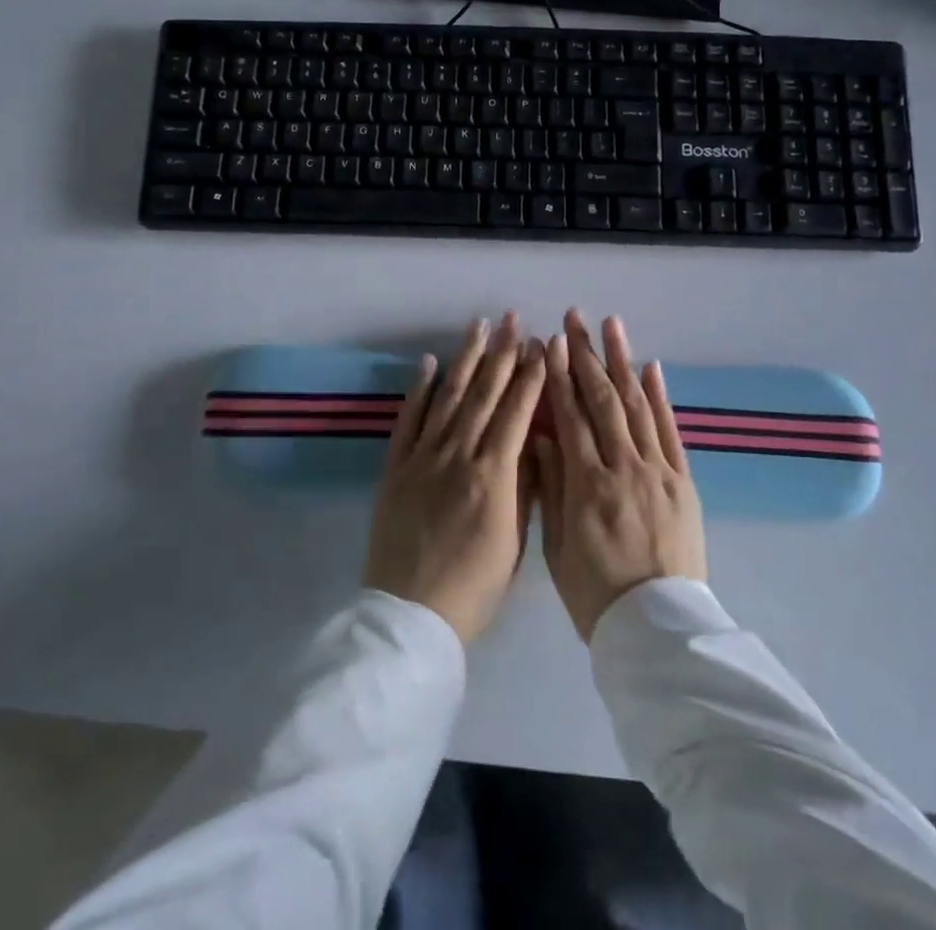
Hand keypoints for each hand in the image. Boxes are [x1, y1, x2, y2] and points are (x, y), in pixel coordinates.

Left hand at [363, 313, 546, 643]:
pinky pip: (409, 419)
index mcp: (493, 475)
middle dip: (501, 353)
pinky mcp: (395, 466)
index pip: (516, 412)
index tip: (540, 345)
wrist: (410, 615)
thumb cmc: (473, 587)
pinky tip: (430, 363)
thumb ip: (525, 488)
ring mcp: (423, 457)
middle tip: (513, 319)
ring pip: (448, 397)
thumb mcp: (514, 542)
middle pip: (483, 394)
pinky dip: (420, 389)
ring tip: (478, 326)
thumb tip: (534, 442)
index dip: (530, 376)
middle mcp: (458, 455)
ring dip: (465, 359)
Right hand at [537, 311, 707, 641]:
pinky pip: (671, 431)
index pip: (570, 416)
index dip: (558, 376)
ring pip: (637, 405)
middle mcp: (624, 467)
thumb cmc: (597, 595)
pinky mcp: (683, 482)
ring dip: (623, 361)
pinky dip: (660, 397)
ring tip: (611, 325)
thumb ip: (553, 486)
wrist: (660, 630)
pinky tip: (651, 367)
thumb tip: (542, 435)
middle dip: (586, 354)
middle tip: (574, 318)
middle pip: (603, 399)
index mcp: (588, 485)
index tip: (550, 343)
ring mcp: (658, 471)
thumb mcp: (558, 547)